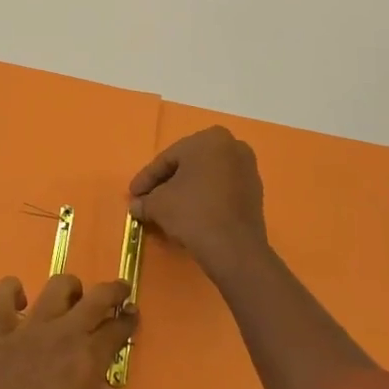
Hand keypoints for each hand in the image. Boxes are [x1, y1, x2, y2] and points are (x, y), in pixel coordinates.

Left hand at [0, 273, 135, 388]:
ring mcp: (29, 329)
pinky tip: (20, 299)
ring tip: (74, 295)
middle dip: (112, 292)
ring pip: (55, 288)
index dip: (128, 321)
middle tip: (120, 290)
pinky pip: (3, 295)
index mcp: (88, 361)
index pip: (116, 331)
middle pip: (94, 298)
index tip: (133, 316)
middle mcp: (62, 335)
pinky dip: (12, 289)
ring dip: (70, 287)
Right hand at [128, 125, 268, 276]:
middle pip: (188, 166)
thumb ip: (145, 201)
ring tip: (167, 210)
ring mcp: (247, 169)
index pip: (168, 159)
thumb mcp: (158, 204)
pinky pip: (221, 190)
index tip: (133, 194)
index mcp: (209, 139)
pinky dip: (204, 199)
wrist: (234, 249)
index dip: (147, 178)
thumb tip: (136, 206)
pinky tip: (190, 215)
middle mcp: (232, 146)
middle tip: (148, 200)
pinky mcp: (255, 193)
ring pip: (206, 178)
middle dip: (167, 184)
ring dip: (186, 192)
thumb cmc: (193, 213)